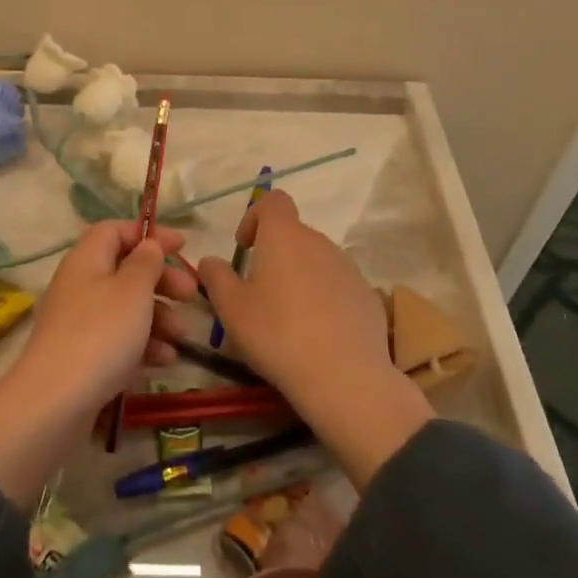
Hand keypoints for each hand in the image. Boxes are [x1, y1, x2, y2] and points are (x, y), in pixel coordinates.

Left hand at [20, 219, 198, 411]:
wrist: (54, 404)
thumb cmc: (100, 334)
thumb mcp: (133, 290)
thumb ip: (146, 262)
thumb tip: (148, 245)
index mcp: (87, 258)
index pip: (116, 231)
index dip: (149, 234)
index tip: (182, 245)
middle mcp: (79, 284)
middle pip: (125, 269)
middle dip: (161, 279)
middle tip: (191, 294)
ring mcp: (78, 322)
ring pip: (125, 307)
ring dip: (158, 316)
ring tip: (182, 336)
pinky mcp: (81, 357)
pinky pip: (118, 339)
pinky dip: (143, 344)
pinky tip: (165, 360)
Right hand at [198, 191, 431, 486]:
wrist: (345, 377)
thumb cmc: (277, 334)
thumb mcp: (232, 309)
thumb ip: (216, 277)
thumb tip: (210, 261)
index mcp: (284, 235)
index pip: (273, 200)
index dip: (255, 216)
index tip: (245, 247)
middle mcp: (318, 241)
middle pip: (294, 234)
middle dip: (275, 255)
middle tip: (260, 293)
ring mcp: (347, 268)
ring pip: (317, 261)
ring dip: (300, 277)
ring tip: (289, 319)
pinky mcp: (367, 296)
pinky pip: (338, 287)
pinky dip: (325, 300)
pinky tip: (318, 336)